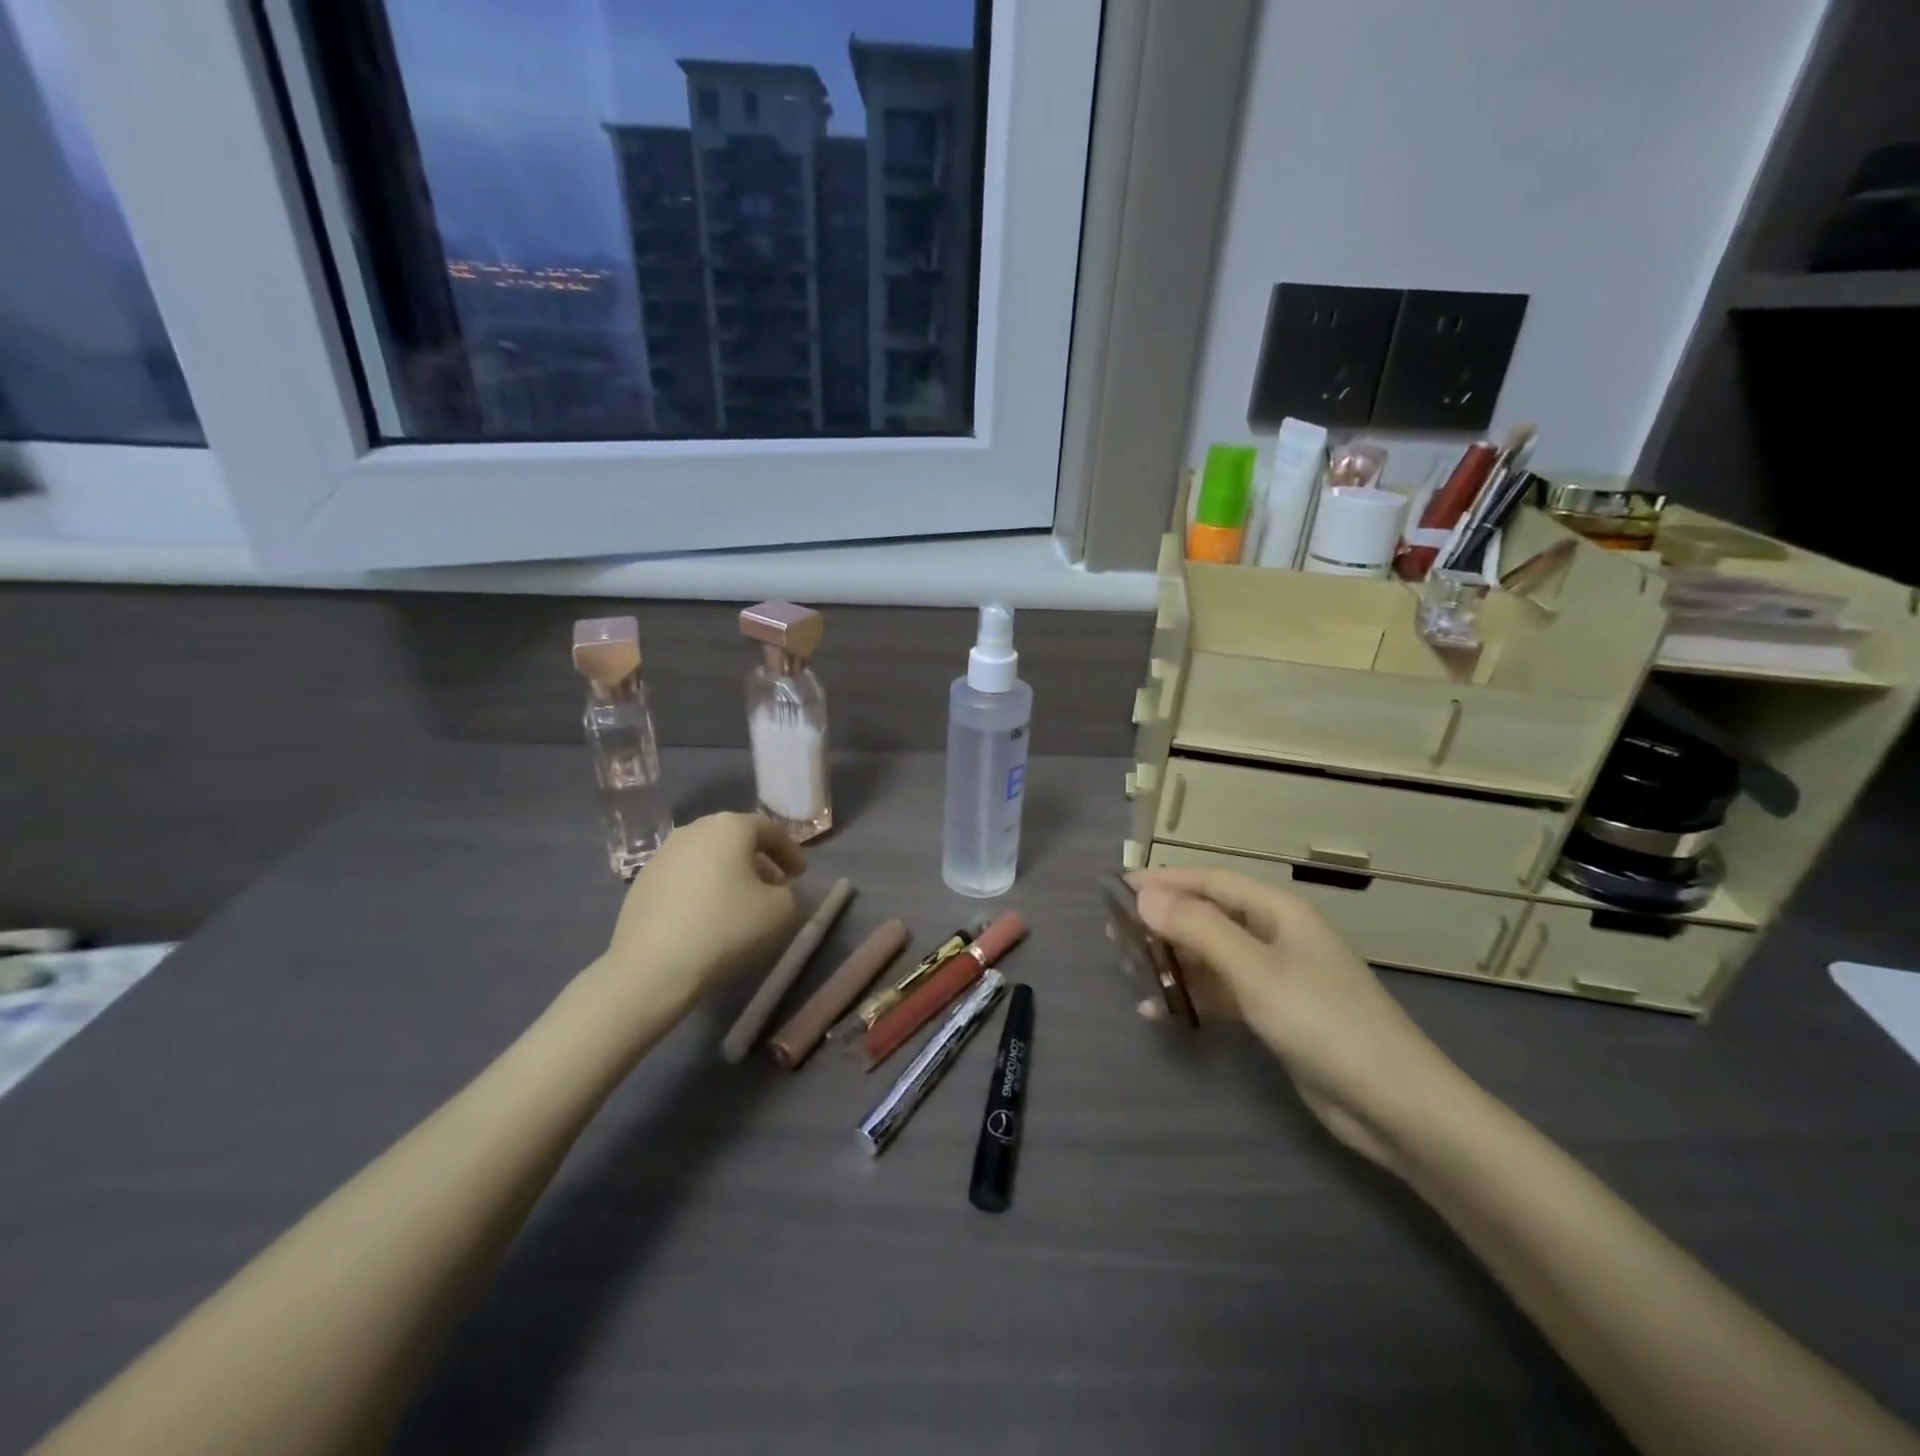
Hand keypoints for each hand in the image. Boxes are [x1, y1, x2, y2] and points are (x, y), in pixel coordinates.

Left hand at [597, 813, 806, 1015]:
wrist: (652, 967)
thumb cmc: (726, 928)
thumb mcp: (782, 911)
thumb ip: (790, 893)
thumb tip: (776, 891)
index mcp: (729, 826)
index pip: (770, 829)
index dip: (791, 852)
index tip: (801, 876)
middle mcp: (694, 830)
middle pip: (736, 838)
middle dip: (759, 860)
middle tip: (774, 885)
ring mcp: (662, 854)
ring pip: (708, 856)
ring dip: (729, 873)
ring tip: (740, 902)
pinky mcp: (641, 882)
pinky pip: (684, 876)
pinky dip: (702, 888)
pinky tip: (707, 916)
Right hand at [1128, 867, 1470, 1174]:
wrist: (1395, 1104)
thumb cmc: (1323, 1022)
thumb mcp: (1255, 970)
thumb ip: (1198, 929)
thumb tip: (1145, 895)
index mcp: (1278, 912)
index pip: (1211, 882)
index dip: (1165, 880)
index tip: (1118, 887)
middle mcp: (1276, 936)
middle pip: (1209, 916)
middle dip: (1162, 920)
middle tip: (1114, 930)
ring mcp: (1277, 976)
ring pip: (1213, 956)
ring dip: (1172, 959)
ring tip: (1126, 965)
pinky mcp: (1276, 1014)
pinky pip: (1223, 993)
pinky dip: (1191, 996)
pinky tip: (1158, 1010)